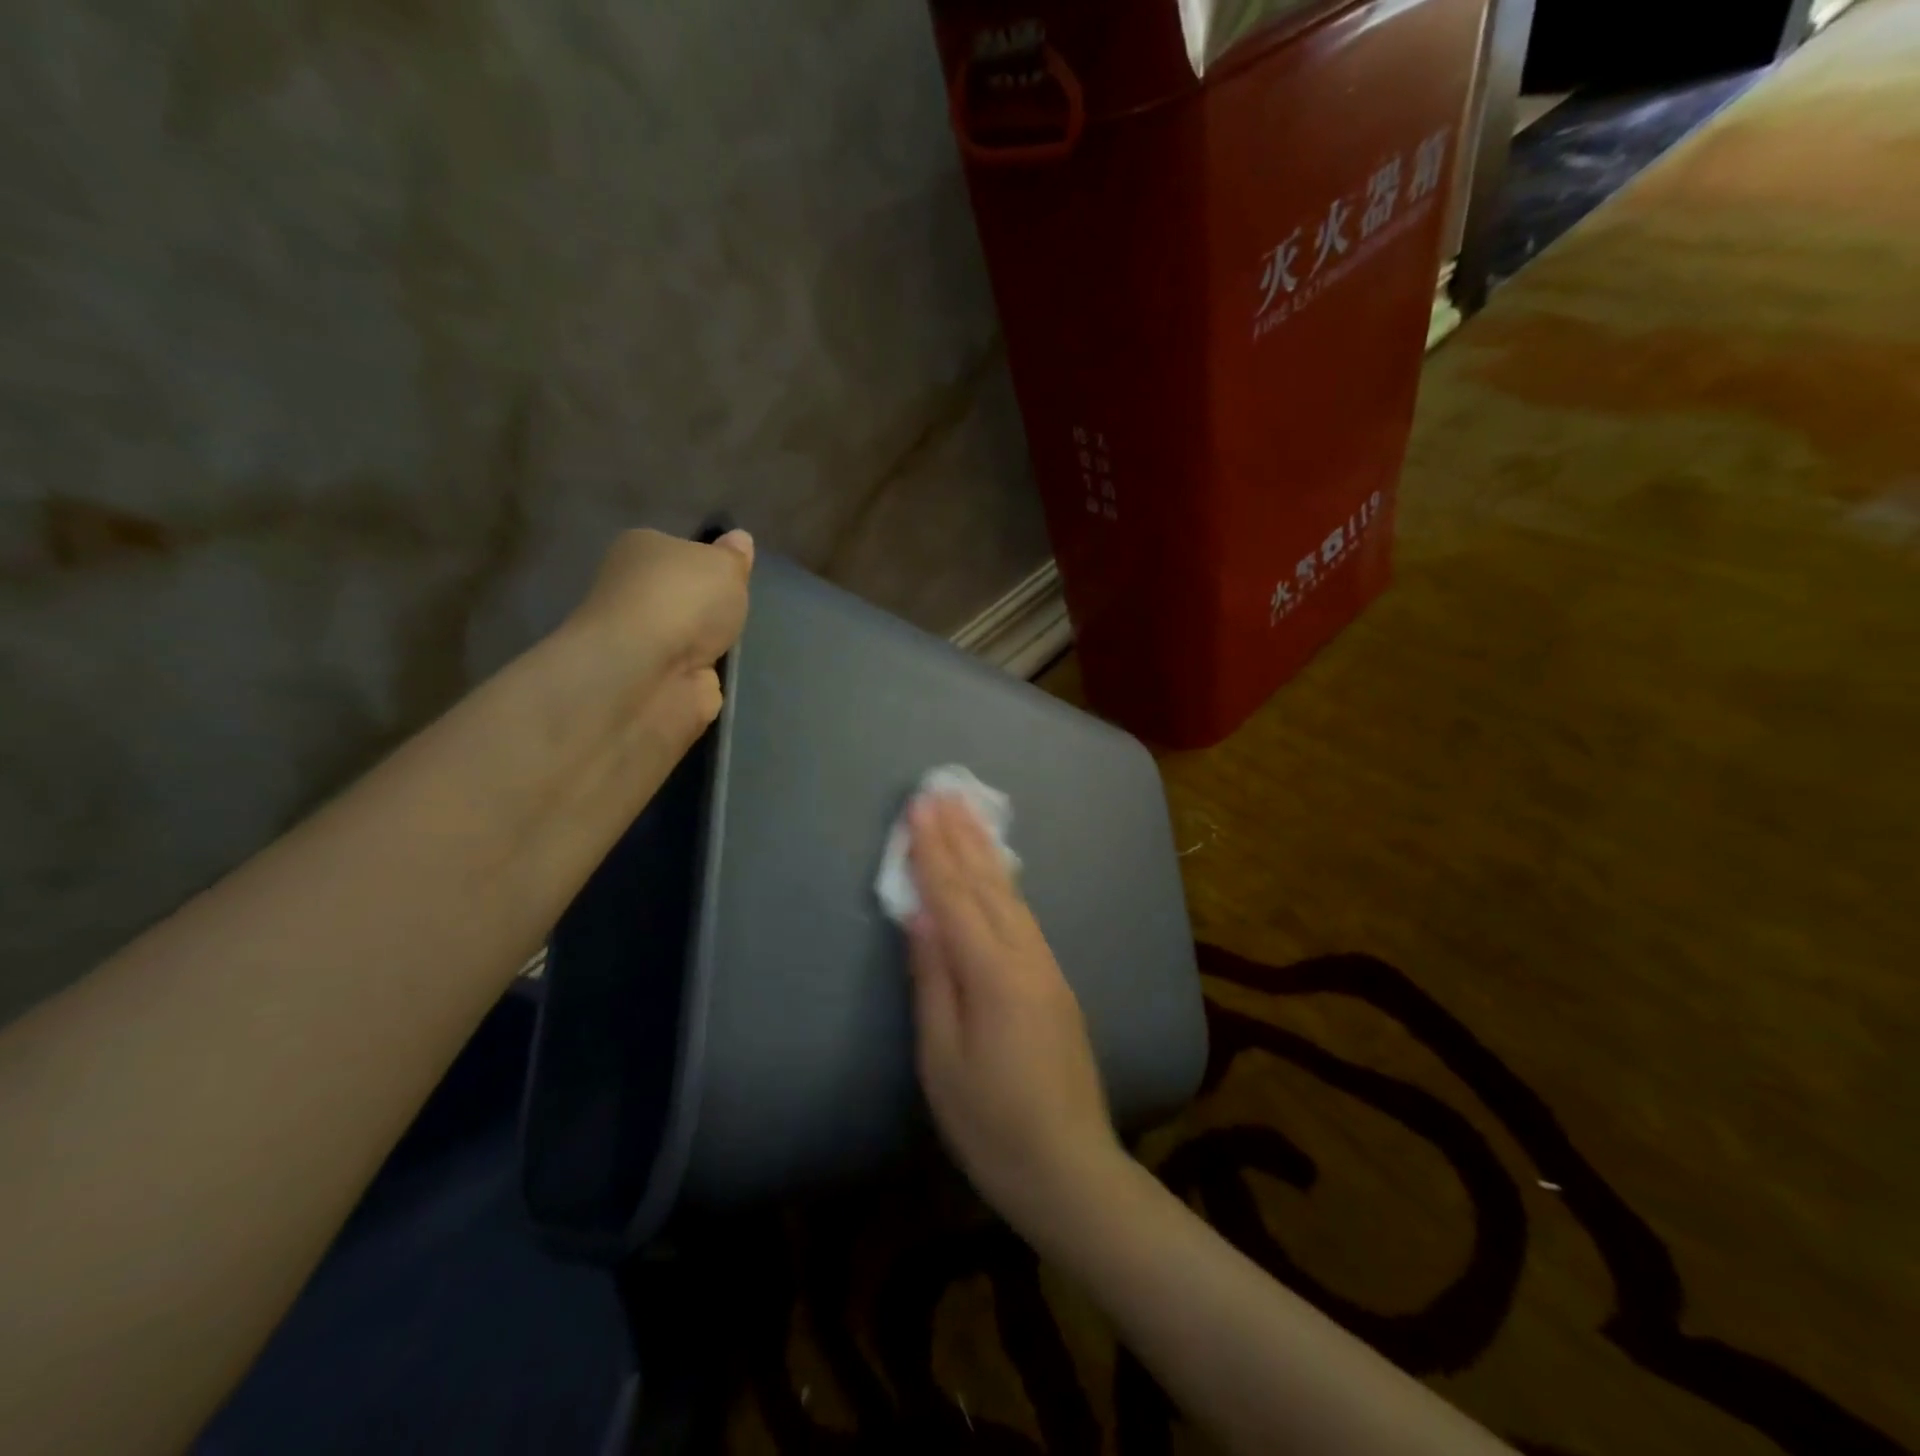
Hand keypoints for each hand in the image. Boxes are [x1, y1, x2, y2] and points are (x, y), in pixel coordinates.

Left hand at [561, 527, 753, 755]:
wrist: (650, 672)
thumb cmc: (683, 600)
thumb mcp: (724, 565)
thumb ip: (734, 557)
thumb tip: (739, 541)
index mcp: (641, 550)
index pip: (678, 551)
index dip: (707, 562)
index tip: (734, 576)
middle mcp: (635, 593)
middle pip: (682, 597)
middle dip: (708, 607)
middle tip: (740, 611)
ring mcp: (645, 643)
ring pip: (687, 638)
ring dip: (709, 644)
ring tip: (739, 645)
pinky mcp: (657, 683)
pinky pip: (691, 675)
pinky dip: (707, 678)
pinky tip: (727, 676)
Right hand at [905, 794, 1126, 1239]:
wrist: (1070, 1166)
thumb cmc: (991, 1123)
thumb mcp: (942, 1060)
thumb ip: (933, 981)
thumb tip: (921, 916)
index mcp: (993, 973)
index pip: (954, 896)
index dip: (933, 850)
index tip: (920, 806)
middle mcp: (1026, 956)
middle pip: (987, 883)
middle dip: (961, 835)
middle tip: (944, 790)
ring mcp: (1047, 966)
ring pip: (1011, 894)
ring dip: (986, 850)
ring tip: (969, 814)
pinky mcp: (1055, 981)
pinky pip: (1024, 915)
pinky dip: (1004, 883)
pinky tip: (998, 872)